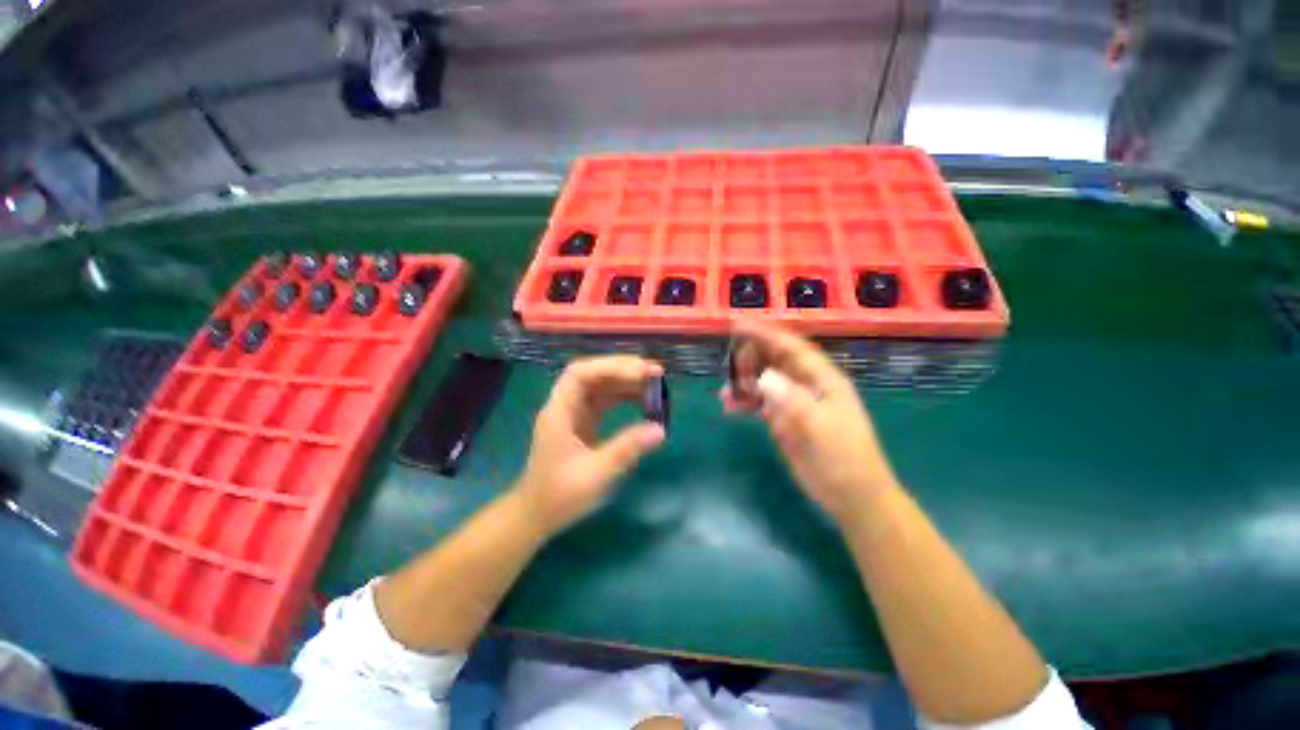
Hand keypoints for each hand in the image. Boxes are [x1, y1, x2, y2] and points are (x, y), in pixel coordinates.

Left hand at [517, 355, 665, 533]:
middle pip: (593, 374)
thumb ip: (627, 448)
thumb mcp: (596, 473)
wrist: (536, 516)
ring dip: (627, 381)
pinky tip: (643, 400)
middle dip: (623, 369)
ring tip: (655, 384)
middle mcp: (565, 405)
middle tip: (656, 373)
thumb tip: (660, 429)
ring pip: (601, 385)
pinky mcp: (583, 422)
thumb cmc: (559, 496)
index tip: (641, 372)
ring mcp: (574, 413)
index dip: (611, 366)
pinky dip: (624, 397)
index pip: (580, 373)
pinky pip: (605, 401)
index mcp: (559, 411)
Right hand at [722, 320, 898, 524]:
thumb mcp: (820, 427)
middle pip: (775, 362)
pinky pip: (761, 404)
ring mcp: (794, 403)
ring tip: (724, 393)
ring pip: (765, 383)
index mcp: (823, 380)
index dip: (766, 334)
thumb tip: (763, 378)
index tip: (739, 325)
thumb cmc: (844, 458)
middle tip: (727, 362)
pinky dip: (746, 403)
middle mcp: (807, 386)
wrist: (852, 497)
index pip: (791, 348)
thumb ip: (792, 401)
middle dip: (751, 359)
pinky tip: (731, 407)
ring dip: (744, 384)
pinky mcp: (785, 421)